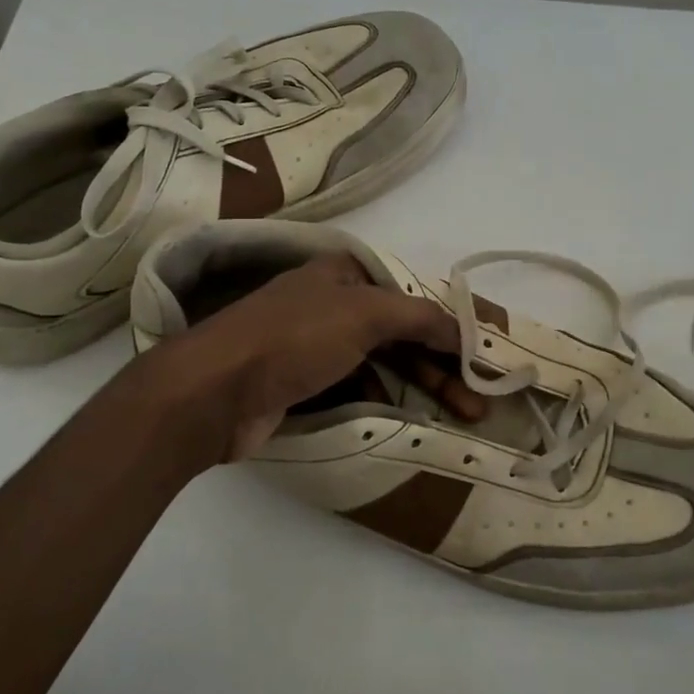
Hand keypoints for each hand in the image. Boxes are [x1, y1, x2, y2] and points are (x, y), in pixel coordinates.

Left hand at [138, 253, 484, 460]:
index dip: (447, 326)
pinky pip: (354, 389)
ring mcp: (314, 346)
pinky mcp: (301, 383)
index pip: (410, 296)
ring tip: (452, 418)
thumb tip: (463, 330)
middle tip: (476, 405)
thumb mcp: (364, 314)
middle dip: (440, 368)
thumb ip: (419, 316)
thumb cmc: (294, 339)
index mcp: (343, 274)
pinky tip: (400, 419)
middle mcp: (331, 304)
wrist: (215, 390)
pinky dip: (380, 401)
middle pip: (400, 334)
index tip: (478, 361)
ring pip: (380, 364)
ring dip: (416, 388)